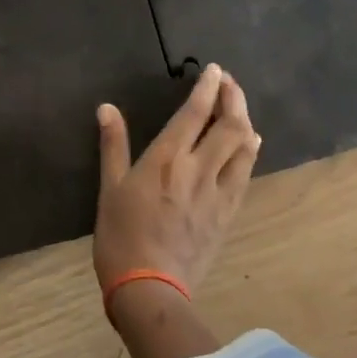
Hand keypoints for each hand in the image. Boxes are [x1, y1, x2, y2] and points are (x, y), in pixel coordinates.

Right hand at [94, 64, 259, 294]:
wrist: (149, 287)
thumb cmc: (121, 235)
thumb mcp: (109, 187)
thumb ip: (113, 145)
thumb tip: (106, 108)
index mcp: (166, 159)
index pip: (194, 113)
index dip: (207, 87)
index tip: (213, 69)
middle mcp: (197, 169)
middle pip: (228, 124)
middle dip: (233, 97)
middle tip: (228, 82)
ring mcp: (217, 192)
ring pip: (244, 147)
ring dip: (245, 120)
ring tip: (238, 107)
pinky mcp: (228, 213)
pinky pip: (246, 173)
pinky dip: (250, 150)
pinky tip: (249, 143)